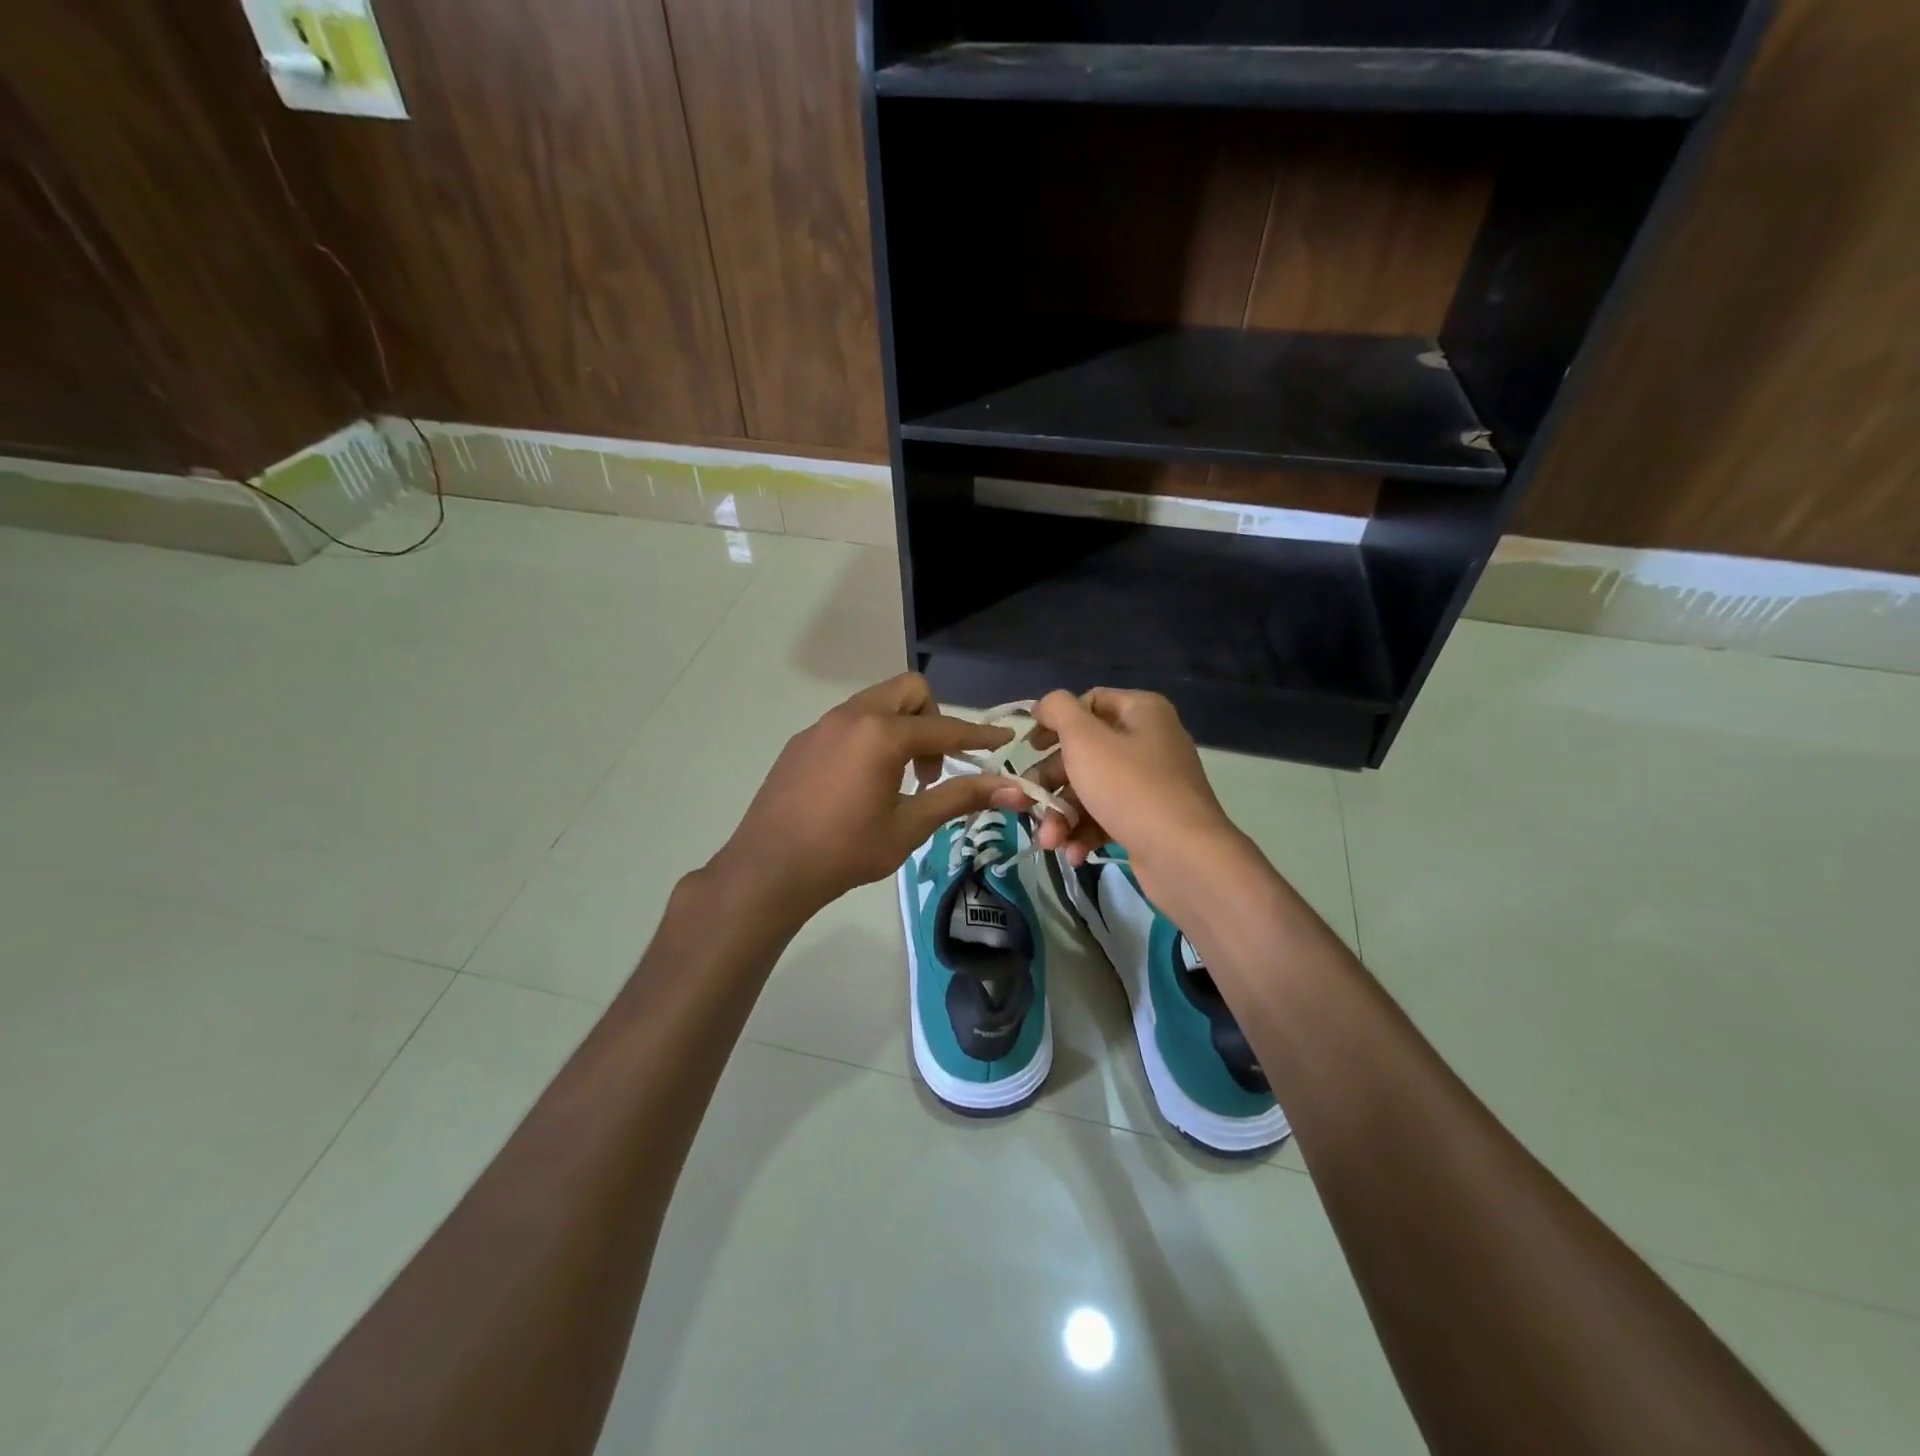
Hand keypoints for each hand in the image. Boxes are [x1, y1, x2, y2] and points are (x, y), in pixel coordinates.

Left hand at [708, 674, 1017, 925]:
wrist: (769, 869)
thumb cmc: (846, 851)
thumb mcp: (909, 826)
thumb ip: (959, 797)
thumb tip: (1011, 788)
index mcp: (882, 734)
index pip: (944, 728)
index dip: (978, 734)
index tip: (1005, 737)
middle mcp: (852, 716)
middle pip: (909, 692)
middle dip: (932, 720)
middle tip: (930, 769)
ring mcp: (822, 725)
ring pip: (876, 703)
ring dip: (901, 728)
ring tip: (898, 780)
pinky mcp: (803, 741)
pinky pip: (849, 722)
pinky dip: (870, 738)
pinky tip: (861, 784)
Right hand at [1028, 688, 1248, 913]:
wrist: (1184, 856)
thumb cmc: (1129, 787)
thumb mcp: (1084, 740)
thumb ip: (1059, 711)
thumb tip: (1047, 704)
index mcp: (1141, 712)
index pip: (1089, 703)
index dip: (1055, 722)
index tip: (1029, 747)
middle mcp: (1149, 741)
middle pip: (1085, 752)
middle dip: (1052, 783)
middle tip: (1028, 802)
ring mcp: (1151, 783)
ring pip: (1091, 789)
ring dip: (1063, 815)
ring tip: (1049, 842)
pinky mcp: (1149, 819)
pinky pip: (1107, 816)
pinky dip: (1086, 832)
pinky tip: (1074, 853)